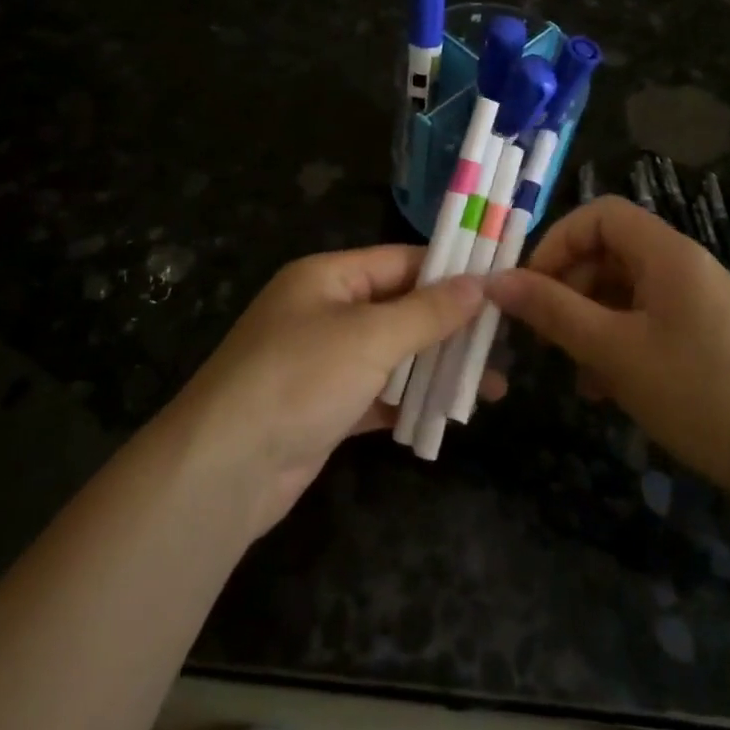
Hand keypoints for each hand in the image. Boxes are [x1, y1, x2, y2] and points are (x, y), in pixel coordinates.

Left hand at [166, 246, 494, 535]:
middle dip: (449, 326)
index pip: (400, 261)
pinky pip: (379, 394)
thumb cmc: (300, 379)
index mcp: (326, 277)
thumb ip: (427, 311)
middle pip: (400, 308)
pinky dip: (410, 403)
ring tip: (492, 386)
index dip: (449, 271)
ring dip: (436, 369)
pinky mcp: (325, 408)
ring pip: (393, 355)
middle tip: (503, 341)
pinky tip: (449, 416)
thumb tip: (478, 284)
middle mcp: (324, 312)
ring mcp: (323, 362)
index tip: (500, 284)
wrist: (225, 468)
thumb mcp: (370, 336)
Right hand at [486, 196, 729, 505]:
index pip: (600, 214)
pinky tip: (606, 388)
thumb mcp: (614, 352)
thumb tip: (496, 281)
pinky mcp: (707, 337)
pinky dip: (618, 342)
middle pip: (611, 252)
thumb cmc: (699, 394)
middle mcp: (685, 267)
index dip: (557, 241)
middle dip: (569, 286)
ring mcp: (699, 303)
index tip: (530, 286)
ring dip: (590, 320)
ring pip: (626, 291)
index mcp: (668, 254)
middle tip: (543, 331)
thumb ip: (553, 311)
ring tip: (572, 369)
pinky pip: (649, 321)